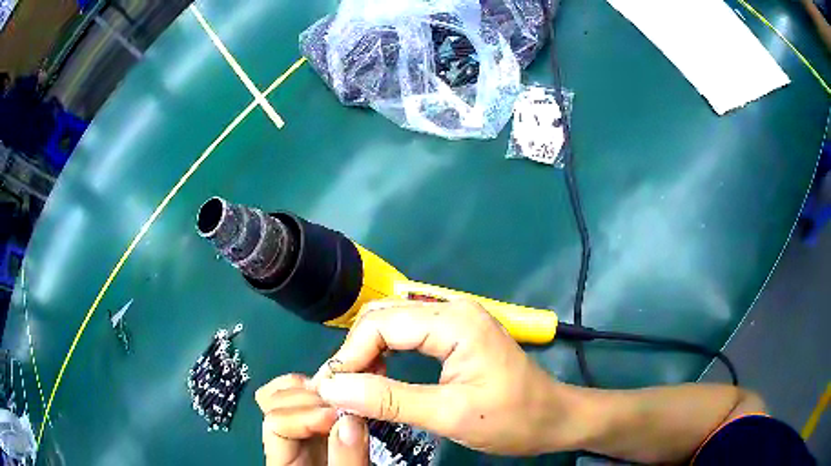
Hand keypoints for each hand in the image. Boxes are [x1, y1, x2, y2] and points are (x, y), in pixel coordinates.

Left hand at [256, 374, 369, 465]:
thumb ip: (346, 459)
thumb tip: (349, 418)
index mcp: (283, 460)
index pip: (276, 422)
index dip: (305, 415)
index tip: (338, 417)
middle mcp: (286, 440)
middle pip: (275, 401)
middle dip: (310, 396)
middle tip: (346, 401)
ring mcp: (301, 433)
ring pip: (289, 395)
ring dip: (316, 388)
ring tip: (348, 391)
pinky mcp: (320, 430)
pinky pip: (313, 400)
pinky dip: (327, 387)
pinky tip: (349, 385)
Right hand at [313, 300, 585, 454]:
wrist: (554, 418)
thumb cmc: (512, 419)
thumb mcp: (450, 415)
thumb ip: (389, 400)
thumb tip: (333, 387)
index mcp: (454, 322)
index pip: (380, 324)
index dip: (349, 355)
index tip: (332, 390)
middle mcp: (452, 310)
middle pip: (383, 318)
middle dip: (355, 352)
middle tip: (341, 390)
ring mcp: (455, 321)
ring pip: (392, 325)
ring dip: (368, 353)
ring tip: (355, 387)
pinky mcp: (456, 336)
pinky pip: (408, 336)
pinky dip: (386, 355)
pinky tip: (379, 377)